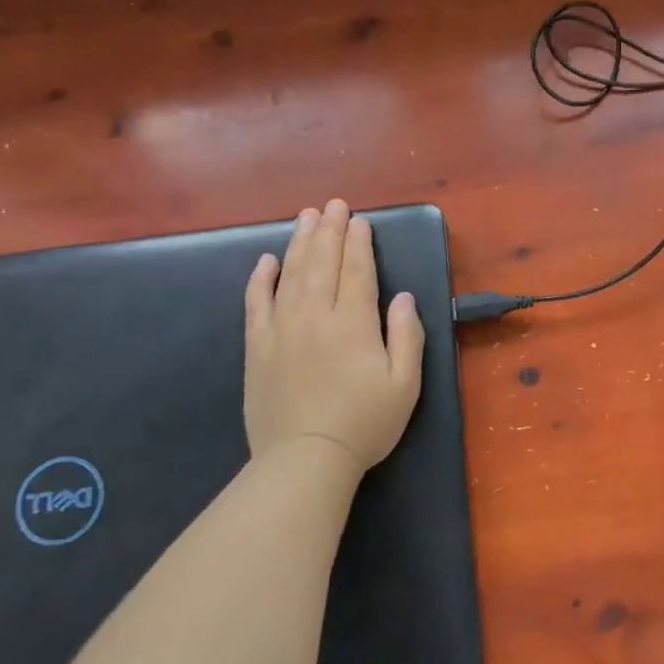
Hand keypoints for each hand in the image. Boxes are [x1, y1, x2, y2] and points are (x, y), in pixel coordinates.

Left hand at [244, 199, 425, 471]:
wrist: (304, 459)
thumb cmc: (364, 423)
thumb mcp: (405, 384)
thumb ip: (406, 336)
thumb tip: (401, 297)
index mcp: (354, 323)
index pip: (357, 271)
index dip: (359, 243)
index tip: (360, 221)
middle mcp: (315, 315)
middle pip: (322, 263)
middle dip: (330, 230)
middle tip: (333, 205)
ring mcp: (281, 329)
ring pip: (291, 274)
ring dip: (300, 242)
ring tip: (306, 217)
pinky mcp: (257, 347)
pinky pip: (257, 302)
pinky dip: (261, 278)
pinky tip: (266, 260)